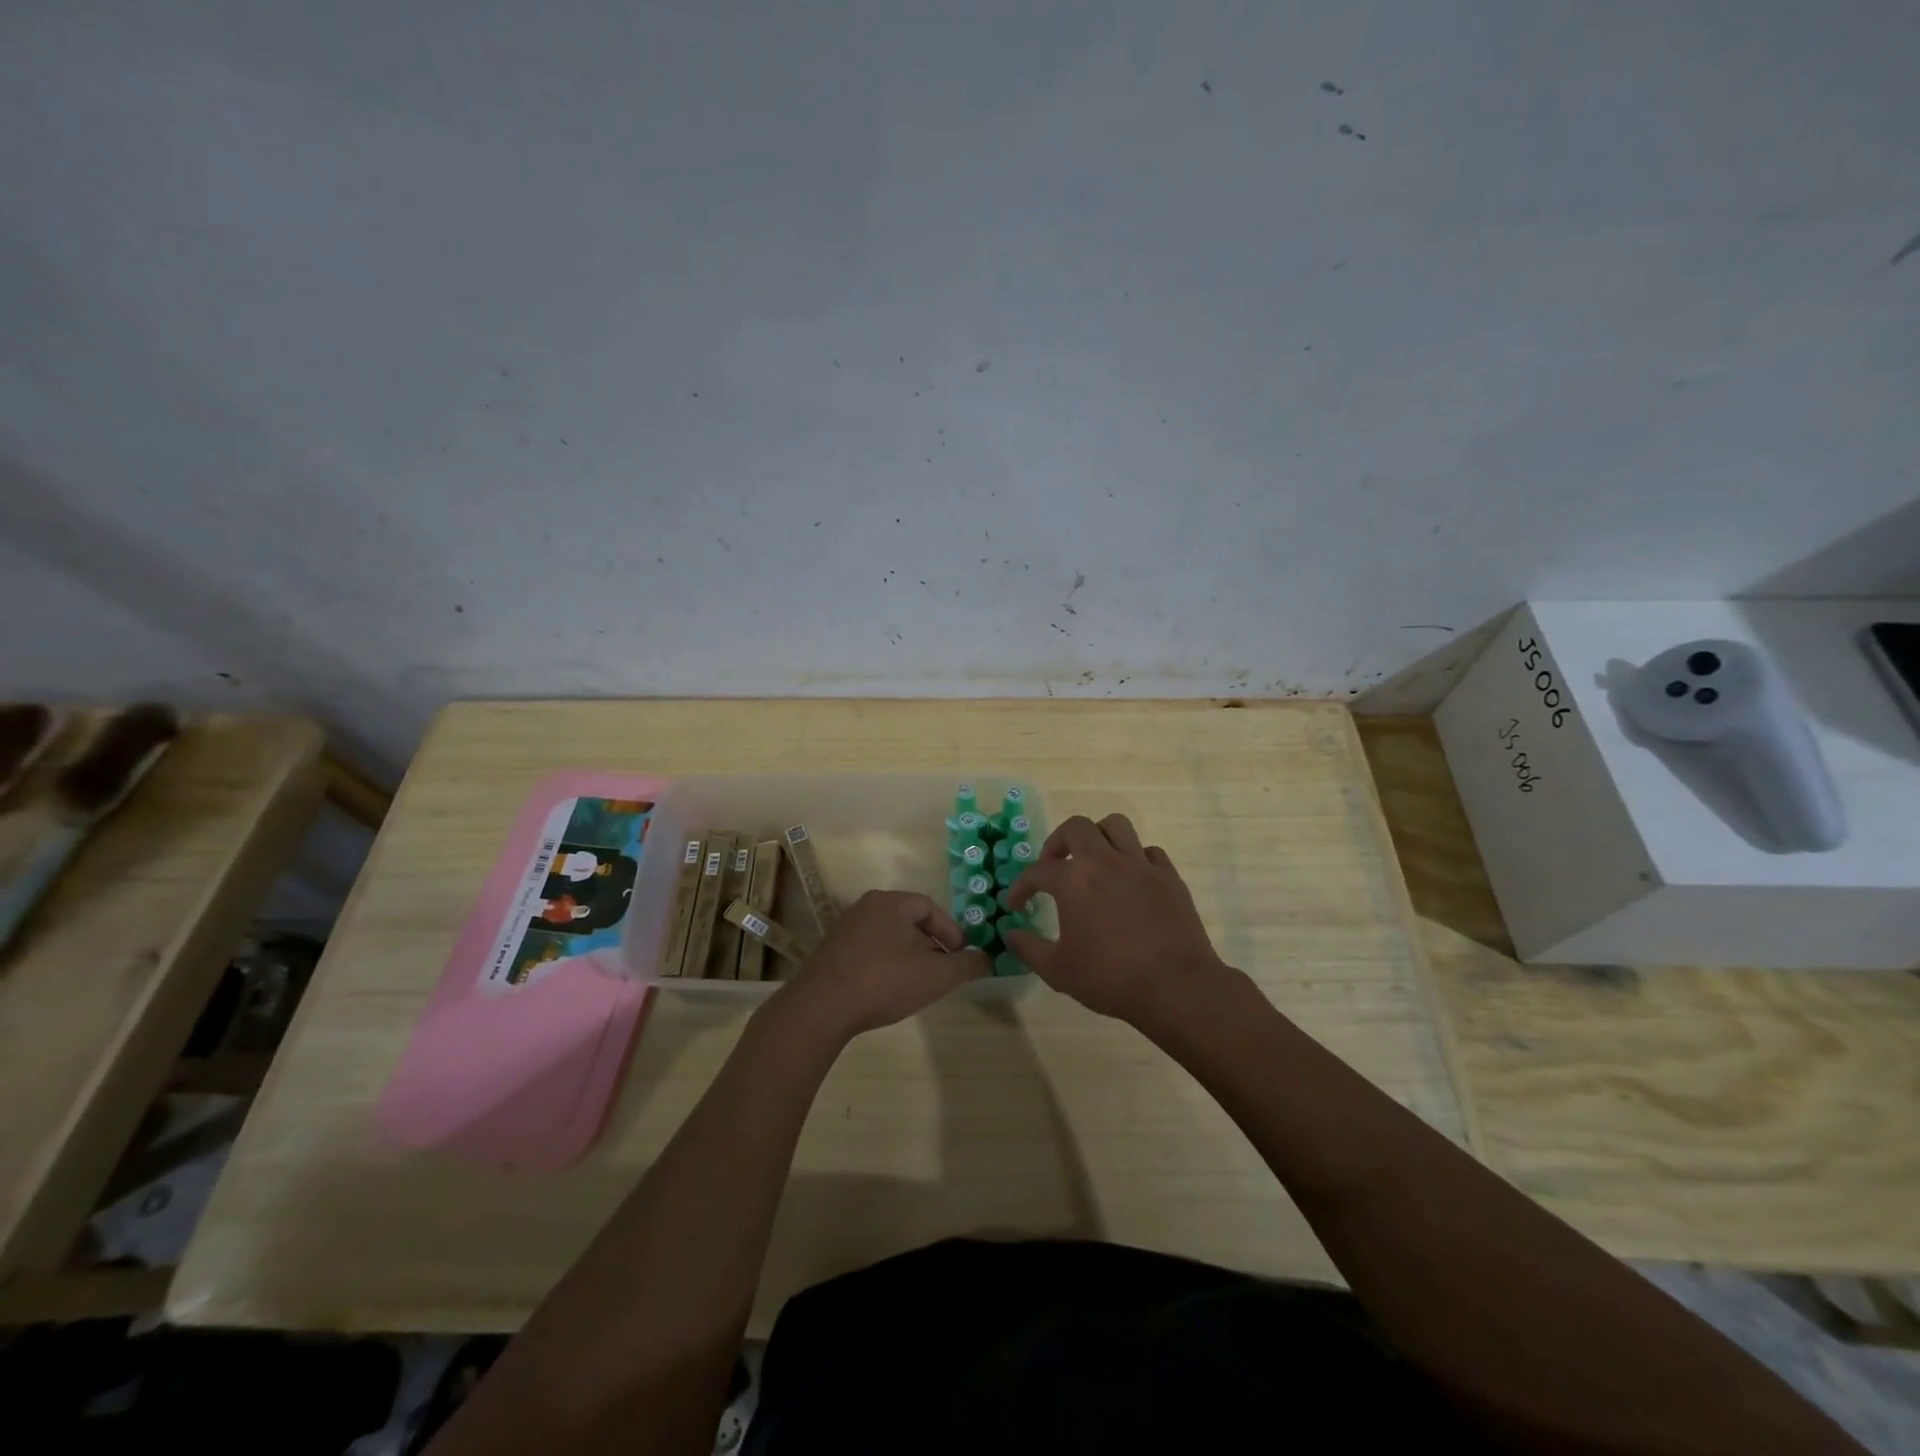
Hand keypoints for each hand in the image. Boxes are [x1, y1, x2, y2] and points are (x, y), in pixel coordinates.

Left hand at [776, 890, 984, 1040]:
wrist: (820, 1009)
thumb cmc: (883, 982)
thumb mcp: (935, 976)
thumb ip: (966, 966)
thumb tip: (987, 959)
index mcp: (890, 903)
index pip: (929, 907)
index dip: (951, 931)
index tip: (961, 956)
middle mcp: (865, 907)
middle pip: (908, 921)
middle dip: (931, 946)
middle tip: (944, 972)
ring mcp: (844, 930)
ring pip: (888, 938)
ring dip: (909, 957)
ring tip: (919, 985)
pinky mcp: (831, 953)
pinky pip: (869, 952)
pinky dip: (886, 966)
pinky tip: (889, 991)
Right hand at [1004, 814, 1230, 1027]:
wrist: (1175, 988)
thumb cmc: (1110, 978)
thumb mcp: (1058, 971)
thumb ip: (1029, 948)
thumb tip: (1011, 934)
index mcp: (1074, 881)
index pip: (1038, 871)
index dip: (1021, 886)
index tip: (1015, 904)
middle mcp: (1105, 861)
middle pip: (1077, 828)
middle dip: (1058, 842)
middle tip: (1054, 865)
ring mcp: (1141, 865)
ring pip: (1116, 826)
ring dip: (1098, 837)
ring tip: (1093, 860)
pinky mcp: (1169, 877)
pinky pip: (1149, 851)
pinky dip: (1135, 858)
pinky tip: (1130, 879)